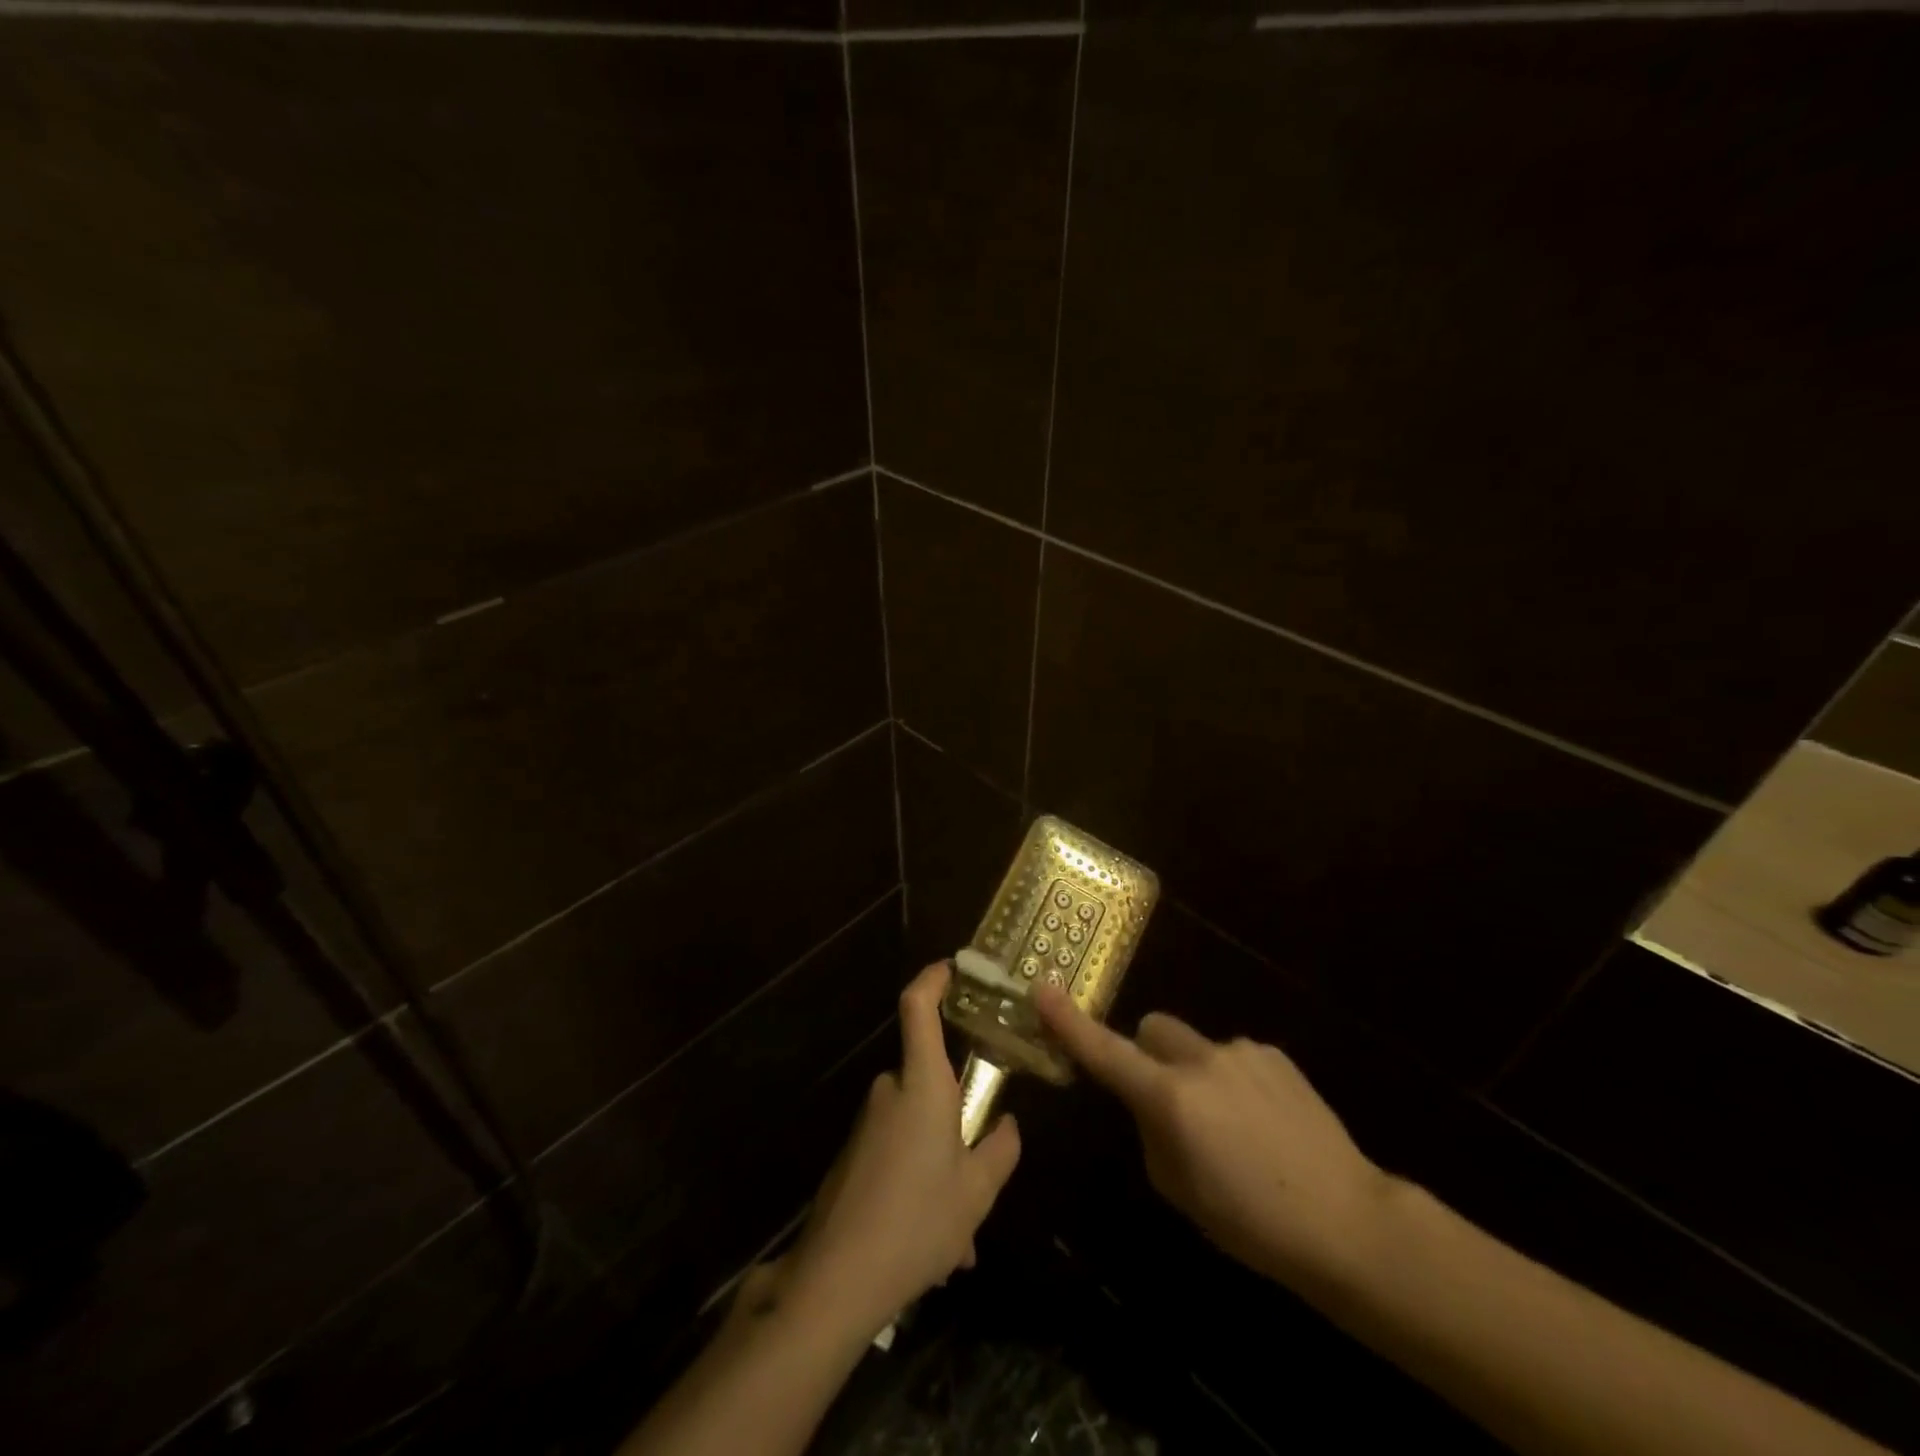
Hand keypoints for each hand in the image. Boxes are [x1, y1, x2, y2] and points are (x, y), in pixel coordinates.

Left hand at [783, 962, 1021, 1339]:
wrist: (836, 1280)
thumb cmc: (918, 1221)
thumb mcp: (977, 1191)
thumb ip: (1000, 1150)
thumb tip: (1007, 1125)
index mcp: (922, 1085)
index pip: (918, 1009)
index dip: (933, 979)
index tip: (952, 966)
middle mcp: (890, 1093)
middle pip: (930, 1082)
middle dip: (959, 1122)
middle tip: (981, 1174)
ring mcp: (867, 1125)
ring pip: (918, 1130)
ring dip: (941, 1169)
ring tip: (958, 1237)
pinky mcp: (853, 1157)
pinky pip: (898, 1157)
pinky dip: (918, 1187)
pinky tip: (931, 1248)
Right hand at [1035, 986, 1392, 1288]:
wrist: (1347, 1221)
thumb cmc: (1250, 1222)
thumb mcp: (1177, 1187)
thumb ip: (1150, 1130)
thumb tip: (1150, 1104)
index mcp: (1169, 1097)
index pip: (1105, 1051)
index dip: (1069, 1022)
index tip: (1042, 989)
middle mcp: (1200, 1060)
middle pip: (1152, 1029)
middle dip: (1148, 1054)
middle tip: (1168, 1102)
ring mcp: (1241, 1051)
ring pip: (1195, 1047)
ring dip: (1196, 1074)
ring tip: (1235, 1130)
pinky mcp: (1274, 1055)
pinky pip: (1233, 1057)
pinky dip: (1233, 1081)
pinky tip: (1265, 1125)